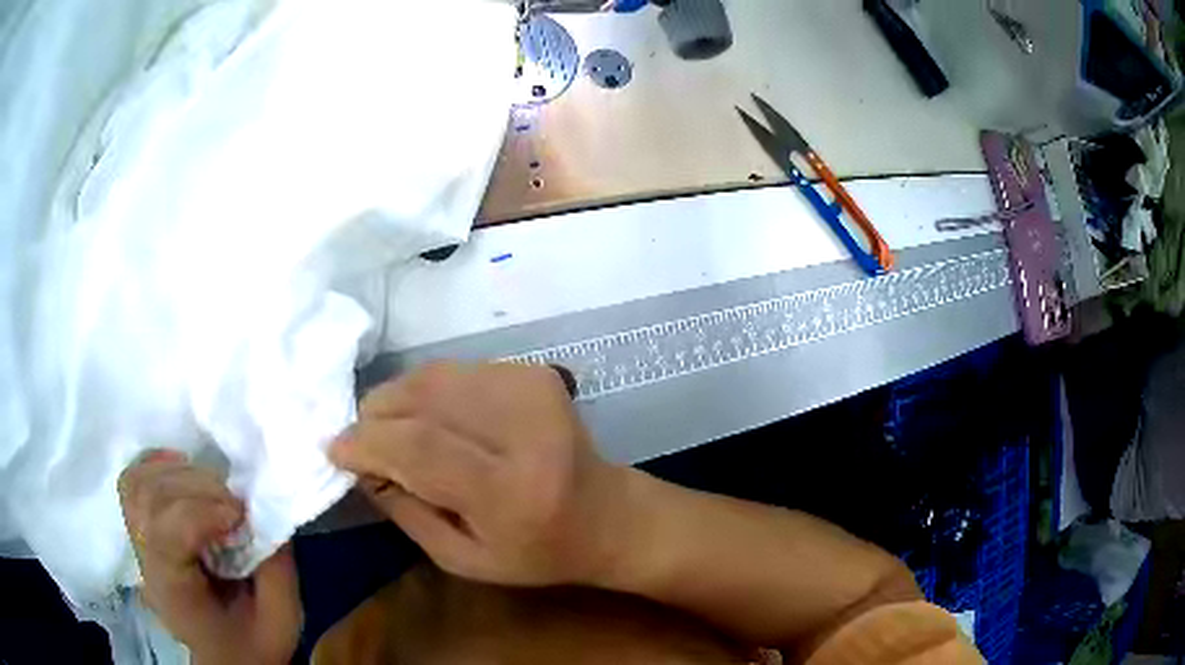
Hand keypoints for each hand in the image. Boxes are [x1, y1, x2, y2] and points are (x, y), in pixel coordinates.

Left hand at [118, 450, 301, 664]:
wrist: (227, 657)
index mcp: (175, 593)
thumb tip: (266, 509)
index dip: (201, 512)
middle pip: (149, 499)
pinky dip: (156, 464)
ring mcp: (138, 543)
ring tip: (211, 489)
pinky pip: (133, 480)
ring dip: (177, 473)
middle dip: (195, 488)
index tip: (241, 515)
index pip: (165, 535)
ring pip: (137, 483)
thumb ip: (275, 568)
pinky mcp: (140, 528)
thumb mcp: (280, 619)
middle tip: (233, 505)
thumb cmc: (252, 643)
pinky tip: (183, 470)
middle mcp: (146, 564)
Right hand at [330, 361, 633, 586]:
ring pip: (432, 376)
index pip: (419, 448)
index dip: (366, 442)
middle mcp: (525, 428)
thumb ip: (404, 510)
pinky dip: (427, 394)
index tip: (334, 448)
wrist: (606, 514)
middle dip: (375, 417)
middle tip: (362, 443)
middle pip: (421, 400)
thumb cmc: (535, 552)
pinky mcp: (533, 372)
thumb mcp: (462, 558)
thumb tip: (358, 460)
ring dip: (397, 402)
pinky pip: (453, 372)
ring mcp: (532, 389)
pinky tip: (434, 421)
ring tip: (394, 434)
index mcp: (511, 490)